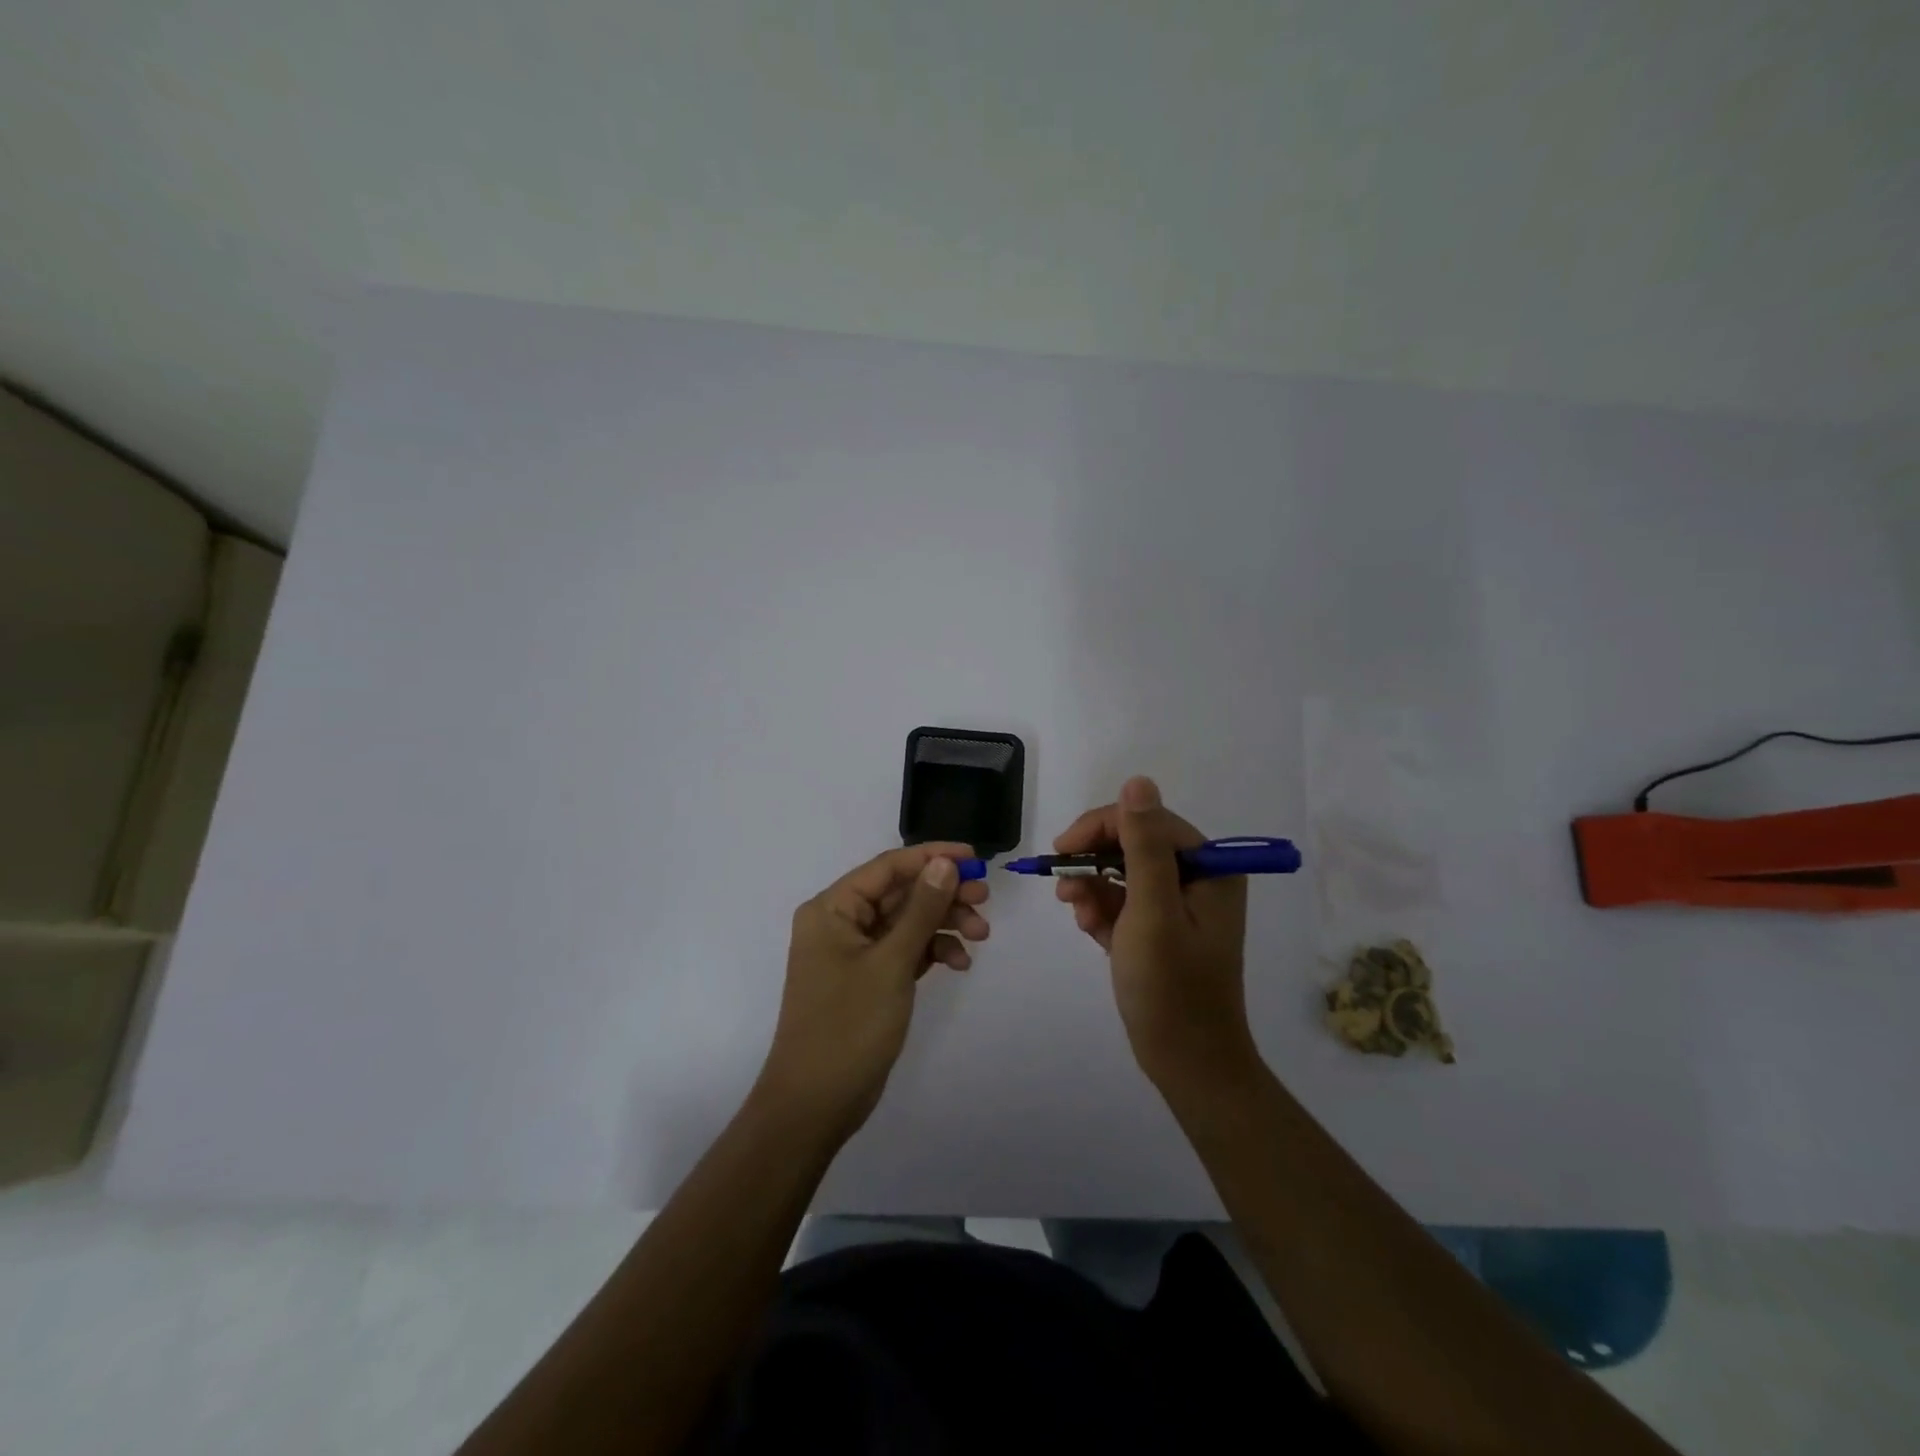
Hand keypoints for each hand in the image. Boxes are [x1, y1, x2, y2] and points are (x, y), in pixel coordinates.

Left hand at [757, 842, 989, 1138]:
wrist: (816, 1104)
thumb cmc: (848, 1026)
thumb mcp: (891, 963)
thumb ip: (921, 910)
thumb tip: (945, 863)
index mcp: (832, 908)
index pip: (888, 867)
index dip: (932, 857)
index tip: (975, 859)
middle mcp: (840, 922)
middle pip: (900, 893)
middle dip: (944, 894)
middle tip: (985, 900)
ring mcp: (854, 953)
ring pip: (907, 922)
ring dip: (943, 924)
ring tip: (980, 936)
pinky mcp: (868, 979)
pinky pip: (905, 950)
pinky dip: (932, 951)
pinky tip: (959, 963)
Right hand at [1053, 777, 1255, 1093]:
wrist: (1188, 1064)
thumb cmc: (1171, 988)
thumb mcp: (1152, 912)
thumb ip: (1142, 846)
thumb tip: (1138, 781)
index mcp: (1209, 868)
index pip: (1147, 821)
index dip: (1100, 827)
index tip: (1061, 850)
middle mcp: (1198, 878)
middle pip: (1132, 845)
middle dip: (1093, 863)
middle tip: (1061, 885)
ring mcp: (1179, 905)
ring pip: (1122, 873)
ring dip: (1092, 888)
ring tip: (1075, 913)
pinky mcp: (1161, 929)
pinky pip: (1123, 902)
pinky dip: (1101, 911)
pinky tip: (1089, 930)